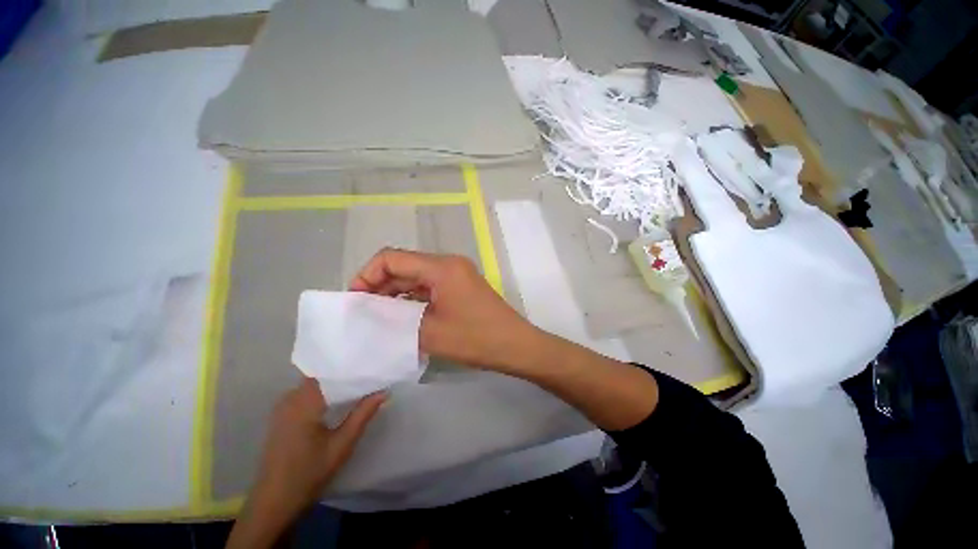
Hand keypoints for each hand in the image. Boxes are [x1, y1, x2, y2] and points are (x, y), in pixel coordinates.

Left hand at [226, 378, 384, 548]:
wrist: (273, 503)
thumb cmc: (308, 474)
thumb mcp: (342, 445)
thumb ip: (363, 414)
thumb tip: (384, 391)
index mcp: (304, 402)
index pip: (330, 371)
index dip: (351, 365)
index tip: (371, 363)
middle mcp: (290, 399)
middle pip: (322, 375)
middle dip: (345, 373)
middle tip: (370, 371)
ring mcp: (283, 407)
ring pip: (314, 384)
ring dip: (335, 382)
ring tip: (359, 381)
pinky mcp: (282, 416)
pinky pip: (305, 394)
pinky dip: (324, 392)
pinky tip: (339, 398)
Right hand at [349, 248, 542, 371]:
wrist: (516, 346)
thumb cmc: (476, 338)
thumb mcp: (429, 332)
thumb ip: (394, 320)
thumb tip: (369, 314)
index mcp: (441, 267)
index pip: (392, 258)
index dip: (367, 275)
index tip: (356, 301)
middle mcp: (448, 264)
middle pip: (404, 265)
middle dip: (379, 285)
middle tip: (364, 312)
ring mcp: (456, 275)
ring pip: (416, 276)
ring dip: (395, 293)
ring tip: (378, 317)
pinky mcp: (460, 287)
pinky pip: (429, 286)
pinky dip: (412, 298)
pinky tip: (401, 317)